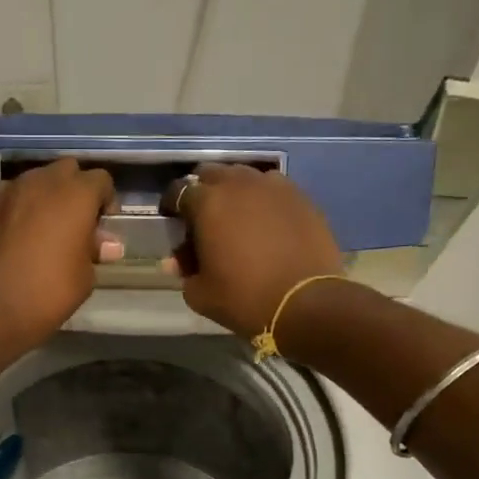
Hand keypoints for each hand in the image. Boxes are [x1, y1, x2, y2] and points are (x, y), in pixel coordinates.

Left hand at [0, 158, 118, 352]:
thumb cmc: (49, 292)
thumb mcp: (85, 276)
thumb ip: (94, 250)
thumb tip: (105, 243)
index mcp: (76, 194)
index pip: (101, 180)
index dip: (106, 201)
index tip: (103, 227)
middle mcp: (43, 182)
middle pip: (67, 170)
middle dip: (76, 189)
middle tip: (77, 222)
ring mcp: (10, 191)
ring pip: (36, 179)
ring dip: (46, 195)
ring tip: (47, 227)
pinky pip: (12, 195)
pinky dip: (20, 206)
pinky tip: (20, 233)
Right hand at [165, 163, 343, 335]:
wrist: (306, 304)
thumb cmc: (244, 298)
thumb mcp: (200, 293)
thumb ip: (184, 270)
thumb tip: (178, 261)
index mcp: (208, 203)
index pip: (179, 191)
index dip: (172, 205)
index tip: (173, 220)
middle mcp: (239, 184)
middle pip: (212, 174)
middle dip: (203, 191)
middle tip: (203, 216)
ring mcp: (273, 187)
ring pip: (245, 177)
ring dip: (234, 191)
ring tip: (236, 216)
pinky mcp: (301, 197)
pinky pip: (273, 188)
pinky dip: (263, 199)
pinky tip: (266, 220)